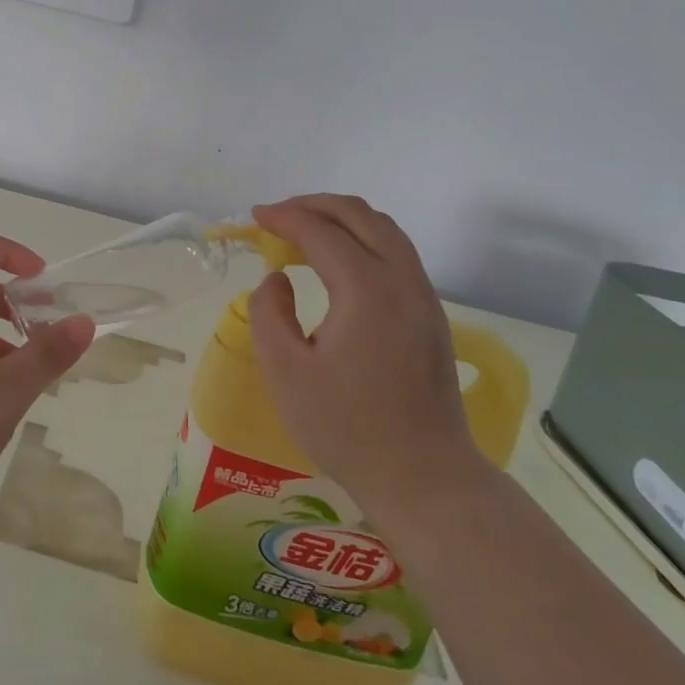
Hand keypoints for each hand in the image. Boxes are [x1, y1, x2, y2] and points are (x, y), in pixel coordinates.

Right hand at [247, 195, 487, 526]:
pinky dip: (362, 240)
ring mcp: (424, 298)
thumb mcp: (285, 373)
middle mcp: (403, 282)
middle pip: (361, 216)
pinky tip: (338, 263)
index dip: (284, 217)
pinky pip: (397, 254)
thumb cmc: (347, 428)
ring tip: (304, 231)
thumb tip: (277, 280)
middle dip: (315, 205)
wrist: (424, 478)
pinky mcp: (431, 317)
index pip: (321, 232)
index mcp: (367, 290)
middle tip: (277, 216)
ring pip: (385, 231)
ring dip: (342, 220)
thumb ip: (268, 313)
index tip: (254, 218)